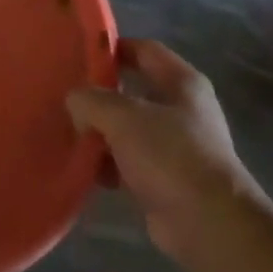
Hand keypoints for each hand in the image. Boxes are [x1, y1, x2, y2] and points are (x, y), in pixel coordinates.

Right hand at [67, 38, 267, 262]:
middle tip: (65, 97)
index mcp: (183, 83)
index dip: (113, 48)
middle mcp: (182, 110)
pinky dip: (107, 163)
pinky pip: (127, 161)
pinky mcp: (165, 179)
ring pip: (127, 128)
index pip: (145, 50)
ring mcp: (175, 146)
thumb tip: (75, 101)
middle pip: (133, 90)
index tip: (79, 55)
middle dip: (99, 95)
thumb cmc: (170, 156)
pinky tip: (85, 168)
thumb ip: (91, 100)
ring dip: (99, 132)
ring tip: (68, 134)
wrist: (207, 223)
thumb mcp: (122, 117)